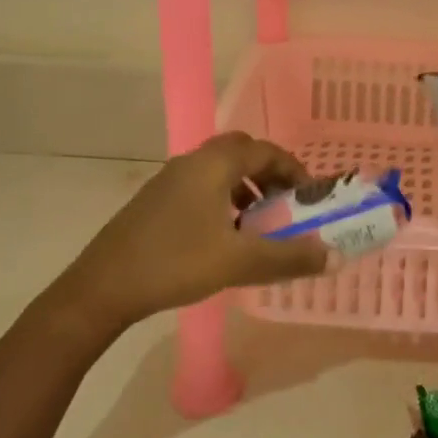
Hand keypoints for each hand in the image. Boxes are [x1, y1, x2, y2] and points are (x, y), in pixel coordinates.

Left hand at [52, 132, 332, 333]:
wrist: (103, 287)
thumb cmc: (176, 263)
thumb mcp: (239, 262)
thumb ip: (289, 258)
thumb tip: (335, 257)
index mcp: (213, 165)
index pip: (264, 150)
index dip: (292, 169)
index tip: (310, 195)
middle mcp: (191, 162)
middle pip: (240, 152)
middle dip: (268, 173)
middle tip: (285, 203)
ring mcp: (168, 180)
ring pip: (217, 171)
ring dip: (244, 188)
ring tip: (259, 223)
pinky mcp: (154, 201)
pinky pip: (200, 187)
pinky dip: (222, 200)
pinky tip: (224, 237)